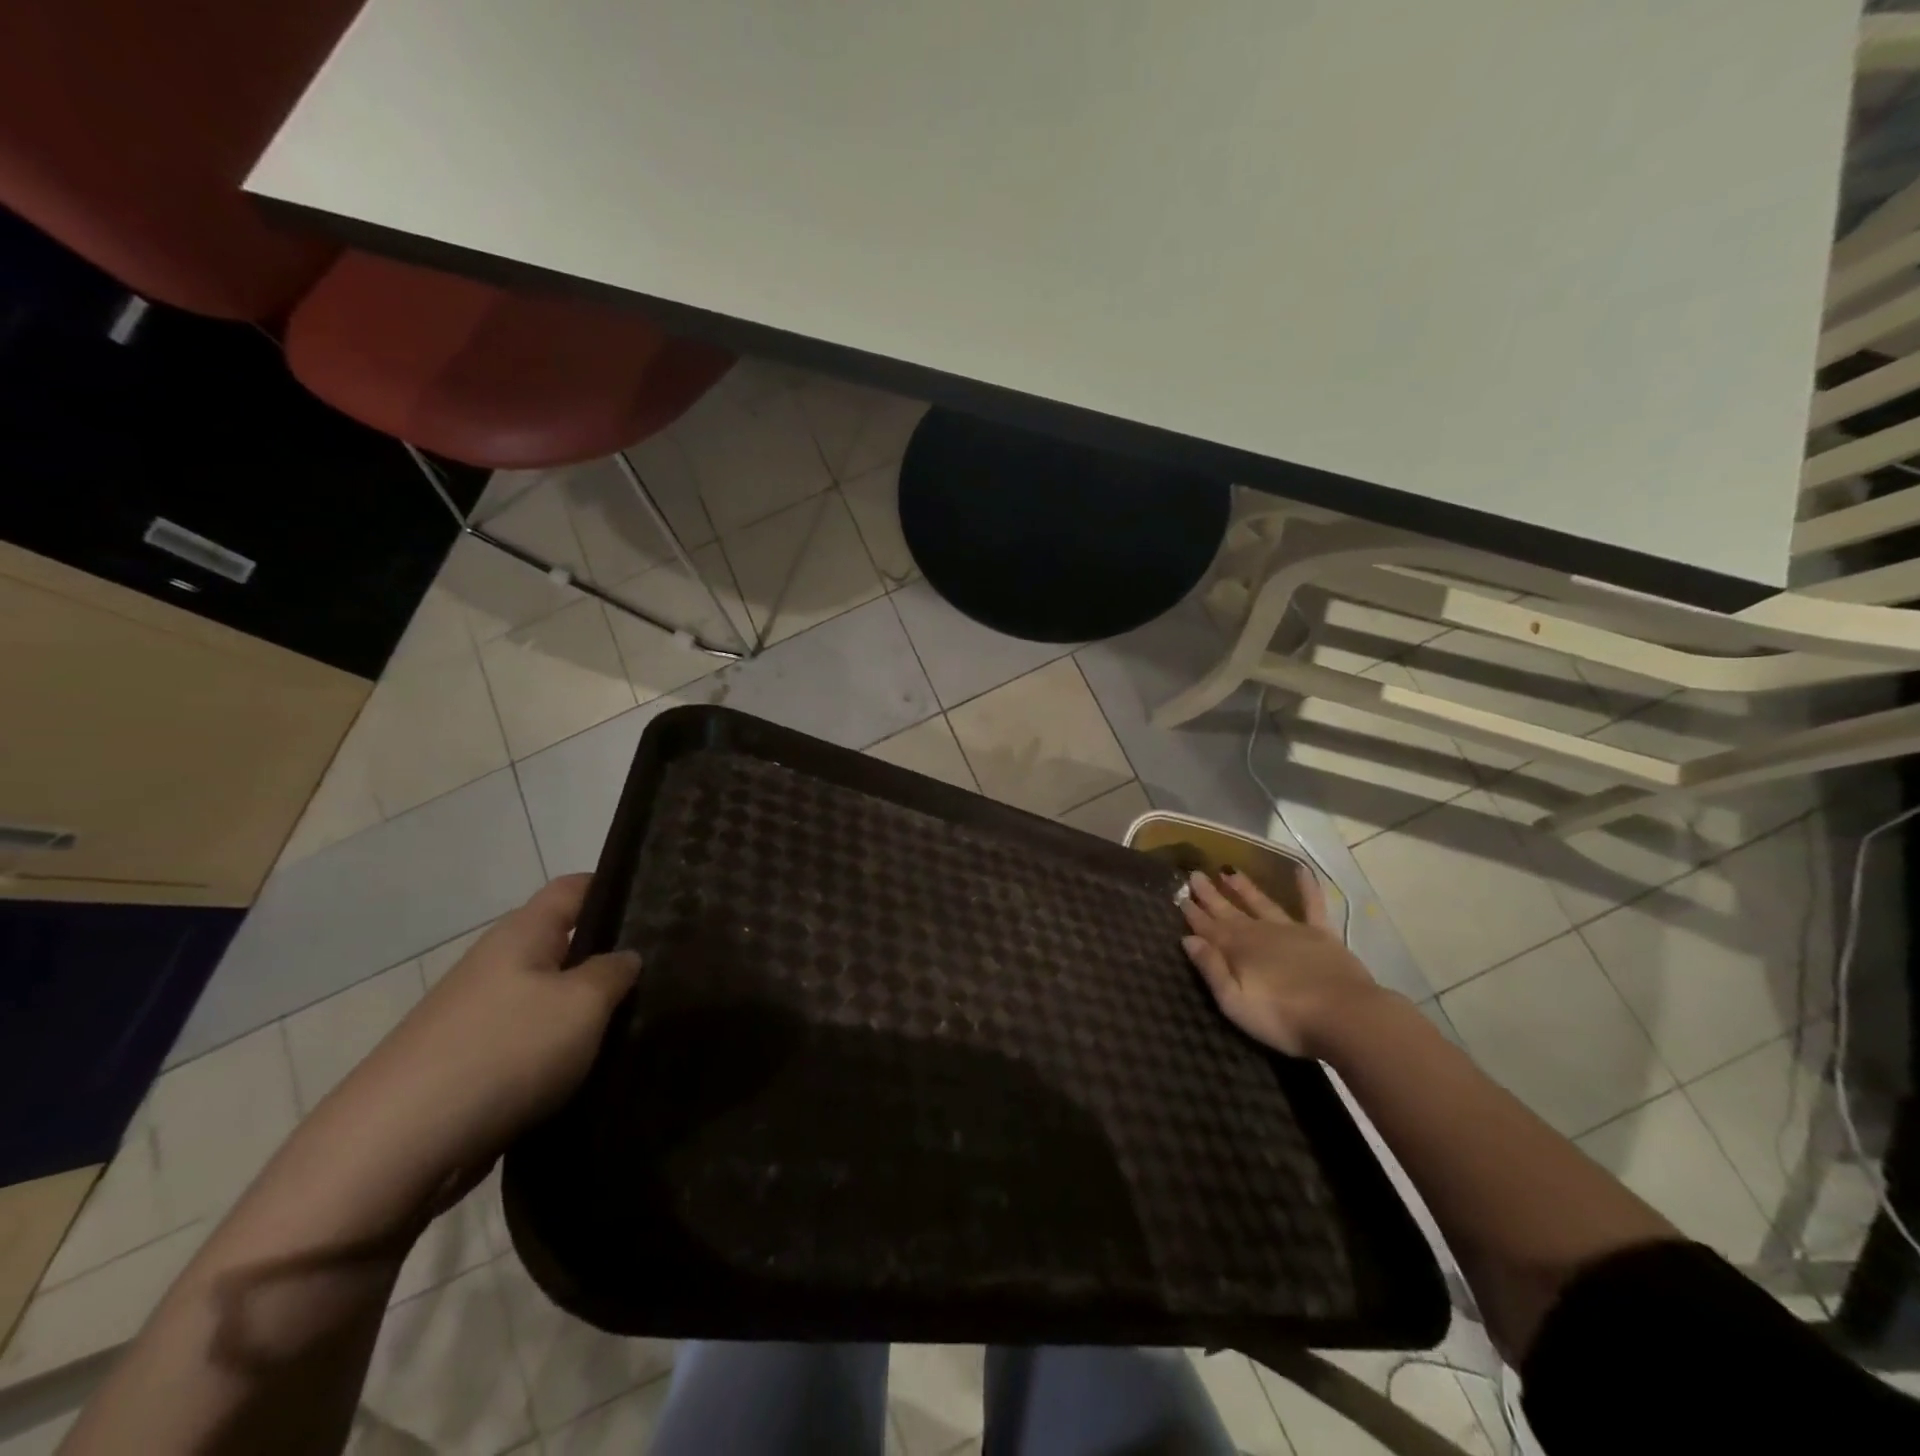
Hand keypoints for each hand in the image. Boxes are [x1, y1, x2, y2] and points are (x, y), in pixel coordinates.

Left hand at [331, 875, 640, 1183]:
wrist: (395, 1148)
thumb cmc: (503, 1051)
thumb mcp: (582, 1003)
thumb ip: (614, 973)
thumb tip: (625, 958)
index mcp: (522, 933)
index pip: (575, 888)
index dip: (615, 888)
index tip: (658, 905)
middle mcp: (497, 964)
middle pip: (564, 944)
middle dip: (608, 956)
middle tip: (662, 972)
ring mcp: (478, 1016)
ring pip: (550, 997)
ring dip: (586, 1010)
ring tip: (636, 1023)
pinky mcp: (470, 1064)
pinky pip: (530, 1041)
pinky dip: (560, 1050)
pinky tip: (590, 1068)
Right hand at [1179, 866, 1386, 1057]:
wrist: (1345, 1017)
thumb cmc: (1284, 1018)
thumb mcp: (1235, 1003)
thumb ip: (1211, 969)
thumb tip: (1188, 939)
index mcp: (1237, 950)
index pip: (1208, 928)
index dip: (1193, 913)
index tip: (1180, 896)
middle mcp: (1260, 933)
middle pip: (1230, 911)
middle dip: (1211, 895)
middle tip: (1194, 874)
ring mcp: (1292, 930)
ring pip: (1262, 903)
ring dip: (1244, 888)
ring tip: (1229, 871)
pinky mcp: (1322, 934)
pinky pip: (1312, 904)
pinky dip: (1307, 887)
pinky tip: (1301, 869)